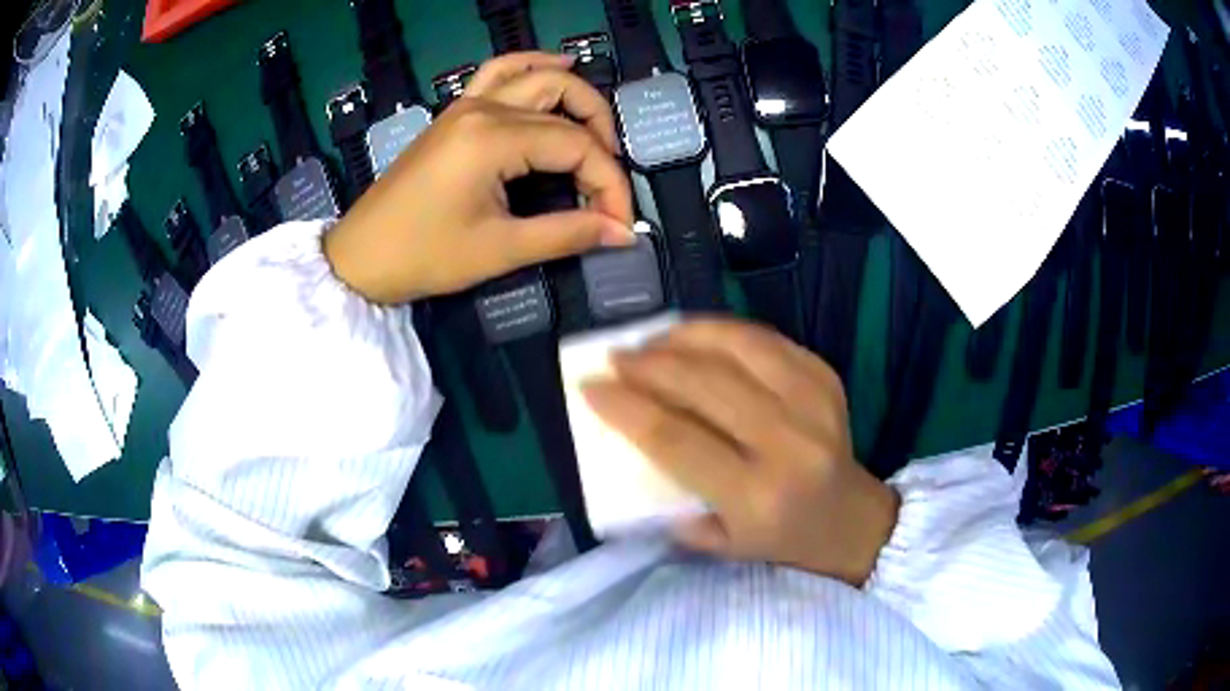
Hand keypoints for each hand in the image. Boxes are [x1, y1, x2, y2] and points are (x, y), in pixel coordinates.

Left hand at [324, 52, 634, 303]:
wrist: (359, 258)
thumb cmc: (423, 256)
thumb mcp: (499, 250)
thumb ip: (567, 234)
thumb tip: (622, 233)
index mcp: (493, 138)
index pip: (577, 146)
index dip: (610, 185)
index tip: (620, 225)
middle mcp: (484, 108)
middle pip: (565, 103)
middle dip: (601, 141)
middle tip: (608, 184)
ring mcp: (466, 104)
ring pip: (537, 77)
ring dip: (575, 96)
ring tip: (598, 131)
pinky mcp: (455, 113)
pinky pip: (500, 73)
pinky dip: (533, 67)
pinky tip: (557, 67)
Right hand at [582, 319, 899, 585]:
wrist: (850, 519)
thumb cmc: (779, 538)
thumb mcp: (719, 543)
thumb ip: (670, 503)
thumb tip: (629, 439)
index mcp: (756, 494)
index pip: (676, 439)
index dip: (626, 407)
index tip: (590, 386)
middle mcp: (788, 442)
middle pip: (704, 383)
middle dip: (649, 363)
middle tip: (616, 356)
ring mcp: (813, 401)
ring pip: (737, 346)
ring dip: (684, 336)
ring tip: (652, 339)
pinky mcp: (825, 376)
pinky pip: (765, 339)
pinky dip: (723, 331)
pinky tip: (696, 338)